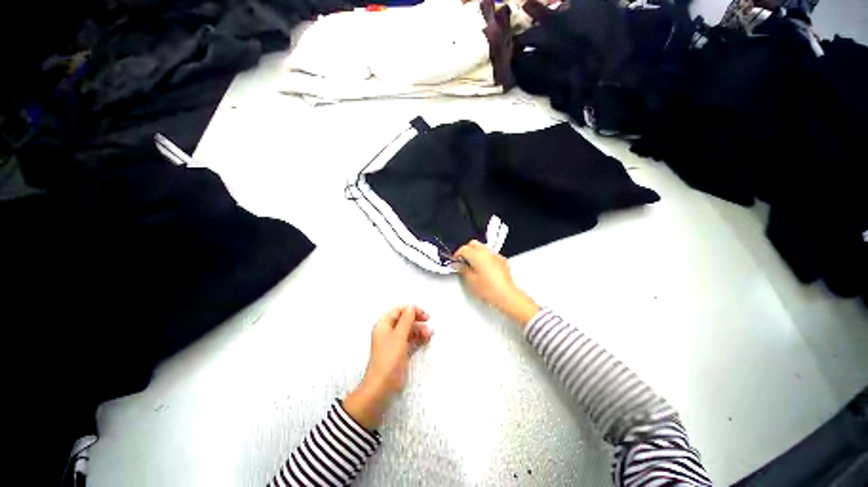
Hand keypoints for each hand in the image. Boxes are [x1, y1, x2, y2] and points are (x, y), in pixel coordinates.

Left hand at [343, 306, 432, 430]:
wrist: (382, 386)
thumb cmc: (389, 357)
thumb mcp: (399, 335)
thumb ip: (406, 319)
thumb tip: (411, 307)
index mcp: (384, 325)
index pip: (398, 311)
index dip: (410, 310)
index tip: (423, 313)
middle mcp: (388, 332)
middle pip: (404, 320)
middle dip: (417, 320)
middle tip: (428, 320)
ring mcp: (394, 343)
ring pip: (409, 330)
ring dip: (420, 330)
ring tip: (430, 334)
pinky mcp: (400, 352)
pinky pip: (411, 341)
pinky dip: (419, 339)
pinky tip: (426, 339)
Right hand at [454, 240, 539, 326]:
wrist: (506, 295)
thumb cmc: (488, 289)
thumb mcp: (470, 280)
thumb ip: (463, 269)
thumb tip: (458, 264)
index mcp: (477, 255)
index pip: (464, 249)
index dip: (457, 254)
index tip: (455, 260)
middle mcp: (487, 252)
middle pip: (474, 243)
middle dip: (467, 249)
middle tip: (463, 260)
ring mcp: (496, 255)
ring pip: (483, 247)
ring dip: (476, 252)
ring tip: (473, 264)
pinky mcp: (502, 260)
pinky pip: (491, 254)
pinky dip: (485, 257)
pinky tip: (484, 268)